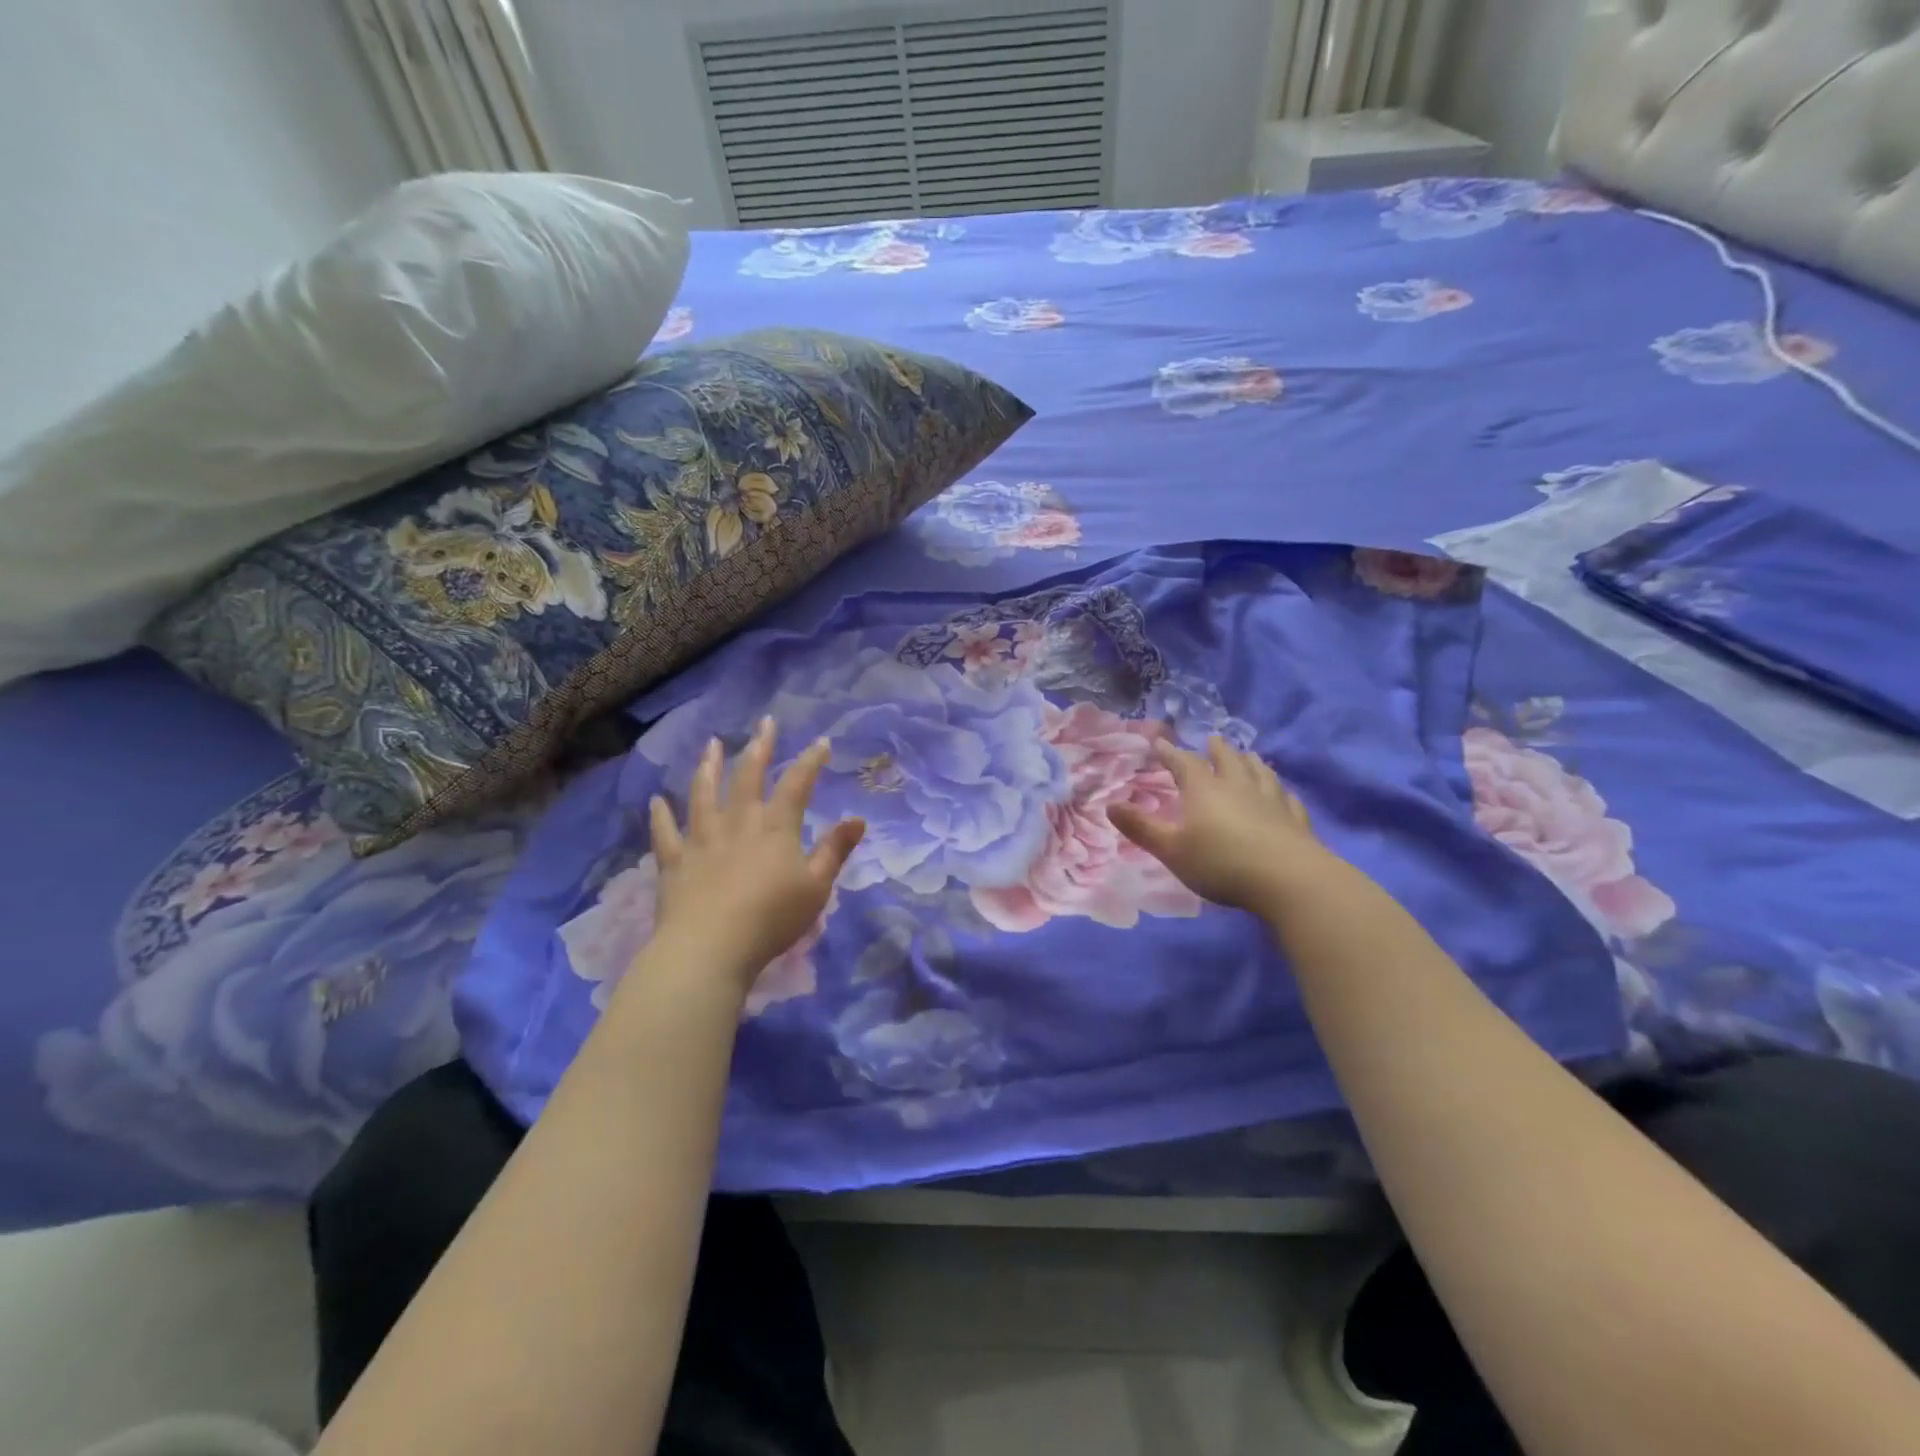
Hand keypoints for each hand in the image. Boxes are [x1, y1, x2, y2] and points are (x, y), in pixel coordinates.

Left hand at [646, 719, 865, 994]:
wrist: (711, 948)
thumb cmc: (772, 919)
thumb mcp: (816, 887)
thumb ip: (835, 851)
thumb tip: (858, 818)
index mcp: (776, 828)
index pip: (797, 785)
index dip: (810, 761)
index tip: (822, 742)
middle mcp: (738, 823)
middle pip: (748, 777)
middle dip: (759, 748)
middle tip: (764, 723)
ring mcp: (702, 840)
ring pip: (704, 795)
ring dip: (708, 767)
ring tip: (711, 745)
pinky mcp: (675, 862)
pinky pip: (665, 834)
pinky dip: (660, 816)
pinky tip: (656, 801)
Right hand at [1108, 736, 1337, 915]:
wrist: (1287, 879)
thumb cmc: (1220, 863)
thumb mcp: (1171, 850)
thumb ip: (1141, 828)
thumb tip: (1110, 805)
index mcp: (1203, 789)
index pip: (1183, 762)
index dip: (1169, 752)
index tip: (1159, 743)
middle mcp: (1237, 785)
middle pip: (1227, 758)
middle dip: (1216, 749)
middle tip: (1211, 741)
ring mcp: (1271, 799)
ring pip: (1260, 771)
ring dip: (1249, 761)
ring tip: (1247, 757)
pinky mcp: (1295, 818)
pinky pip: (1286, 796)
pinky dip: (1280, 791)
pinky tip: (1281, 794)